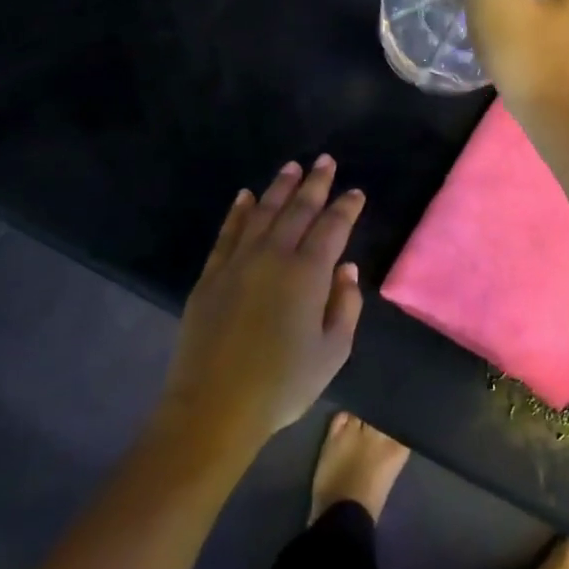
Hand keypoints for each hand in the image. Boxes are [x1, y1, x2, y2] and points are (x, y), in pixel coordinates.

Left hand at [163, 156, 365, 445]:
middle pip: (297, 210)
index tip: (356, 192)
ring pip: (262, 213)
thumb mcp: (333, 351)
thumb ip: (345, 304)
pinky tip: (245, 196)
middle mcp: (273, 257)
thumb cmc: (283, 384)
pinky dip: (239, 212)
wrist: (214, 407)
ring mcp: (238, 263)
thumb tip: (345, 267)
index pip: (332, 228)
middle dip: (314, 184)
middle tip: (325, 161)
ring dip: (279, 188)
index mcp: (308, 274)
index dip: (346, 207)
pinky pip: (228, 233)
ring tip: (291, 167)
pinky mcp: (211, 276)